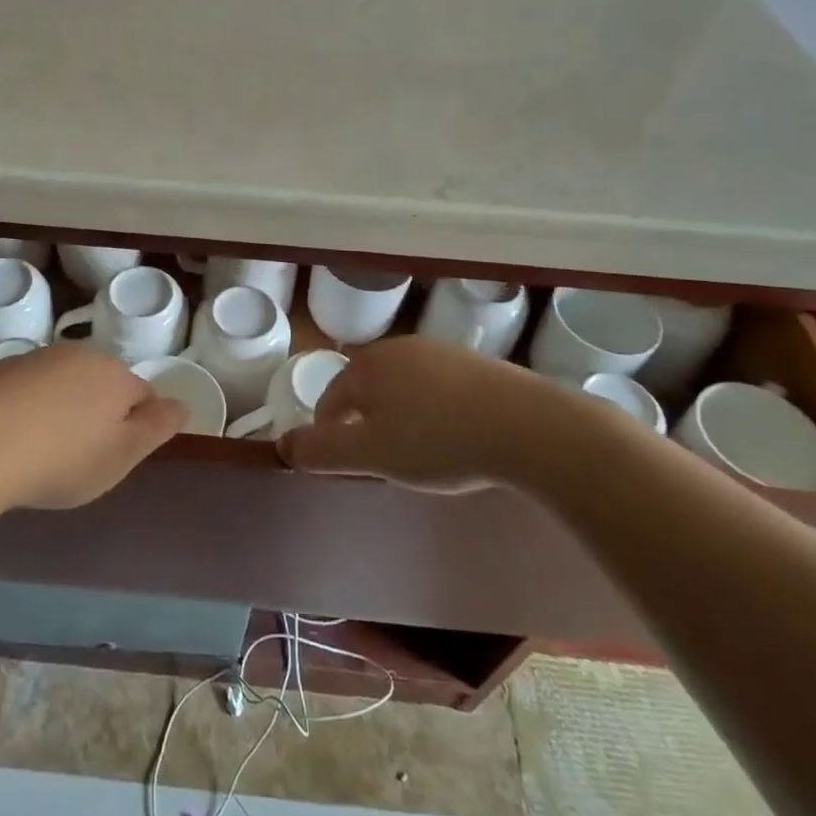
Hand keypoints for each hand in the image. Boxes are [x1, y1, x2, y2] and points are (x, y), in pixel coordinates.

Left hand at [0, 344, 186, 515]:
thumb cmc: (60, 458)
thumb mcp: (121, 455)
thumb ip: (156, 427)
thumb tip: (182, 404)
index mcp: (116, 375)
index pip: (144, 395)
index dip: (137, 427)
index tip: (116, 456)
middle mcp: (81, 355)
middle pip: (104, 384)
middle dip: (100, 414)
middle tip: (81, 457)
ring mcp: (39, 358)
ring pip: (67, 384)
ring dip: (64, 409)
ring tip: (45, 451)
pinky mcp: (2, 369)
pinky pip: (31, 389)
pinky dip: (31, 409)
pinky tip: (15, 439)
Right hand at [276, 336, 608, 492]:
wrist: (531, 427)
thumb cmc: (440, 441)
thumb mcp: (372, 455)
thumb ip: (323, 450)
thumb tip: (284, 445)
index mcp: (368, 366)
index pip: (331, 399)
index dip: (330, 435)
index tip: (349, 467)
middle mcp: (399, 348)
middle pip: (366, 389)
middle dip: (368, 424)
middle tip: (387, 463)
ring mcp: (440, 351)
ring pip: (403, 387)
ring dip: (402, 417)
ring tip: (423, 454)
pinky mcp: (476, 363)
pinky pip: (439, 388)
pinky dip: (436, 411)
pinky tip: (457, 437)